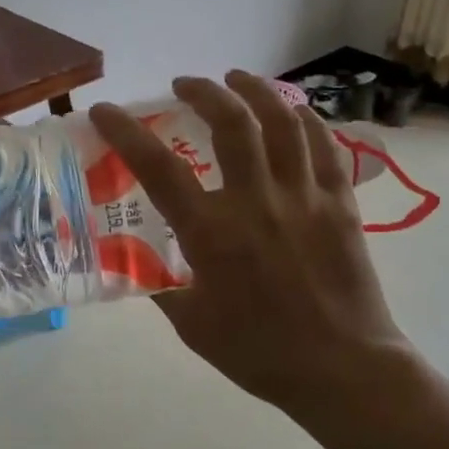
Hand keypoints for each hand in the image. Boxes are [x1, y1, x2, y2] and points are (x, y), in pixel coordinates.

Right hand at [89, 72, 412, 420]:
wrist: (343, 370)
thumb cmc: (259, 352)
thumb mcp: (192, 325)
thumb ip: (160, 283)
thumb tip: (135, 255)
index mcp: (213, 233)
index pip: (158, 168)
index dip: (126, 131)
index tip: (105, 110)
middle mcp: (257, 202)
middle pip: (231, 124)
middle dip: (203, 92)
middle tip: (184, 84)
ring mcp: (305, 198)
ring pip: (282, 122)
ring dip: (256, 90)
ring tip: (237, 79)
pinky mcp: (341, 204)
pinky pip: (324, 146)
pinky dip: (305, 119)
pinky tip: (291, 112)